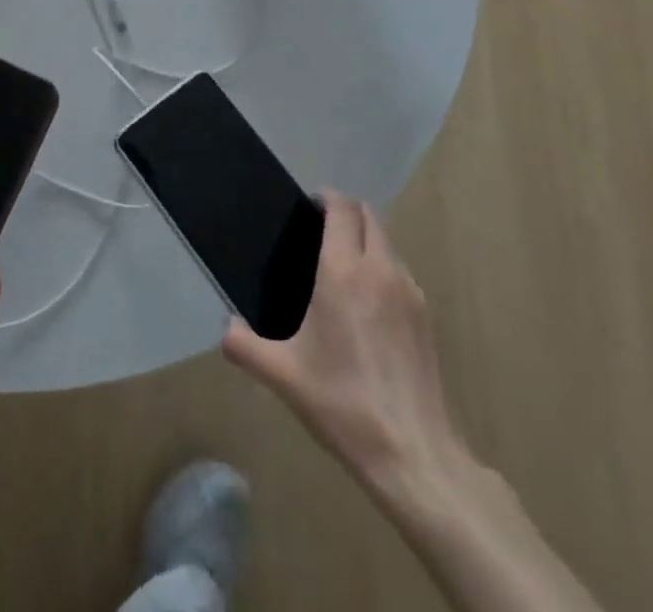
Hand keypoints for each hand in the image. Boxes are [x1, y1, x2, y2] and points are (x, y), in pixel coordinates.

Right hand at [223, 193, 474, 508]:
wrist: (413, 454)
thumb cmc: (342, 403)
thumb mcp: (282, 375)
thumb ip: (244, 346)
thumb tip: (226, 328)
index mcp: (343, 272)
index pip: (342, 209)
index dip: (326, 198)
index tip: (307, 207)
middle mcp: (380, 270)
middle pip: (368, 216)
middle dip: (345, 213)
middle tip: (318, 232)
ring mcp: (410, 292)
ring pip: (387, 243)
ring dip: (365, 240)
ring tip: (341, 269)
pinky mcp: (427, 317)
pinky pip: (400, 272)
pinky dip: (382, 269)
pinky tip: (367, 306)